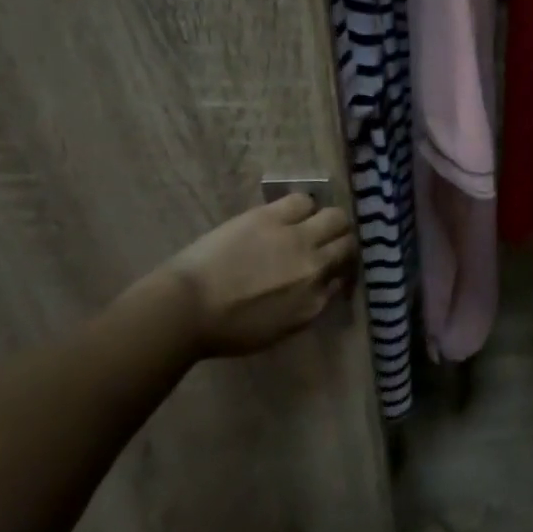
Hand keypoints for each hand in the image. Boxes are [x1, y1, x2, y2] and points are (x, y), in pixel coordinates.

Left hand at [160, 195, 356, 356]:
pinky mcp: (272, 217)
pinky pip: (303, 201)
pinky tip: (291, 214)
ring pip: (335, 217)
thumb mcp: (280, 330)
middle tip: (327, 244)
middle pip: (347, 243)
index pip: (344, 277)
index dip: (339, 270)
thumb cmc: (226, 330)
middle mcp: (315, 267)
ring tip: (310, 224)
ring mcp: (296, 238)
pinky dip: (303, 207)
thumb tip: (325, 284)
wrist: (185, 309)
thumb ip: (309, 305)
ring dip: (327, 222)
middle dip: (342, 243)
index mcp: (315, 301)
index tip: (330, 269)